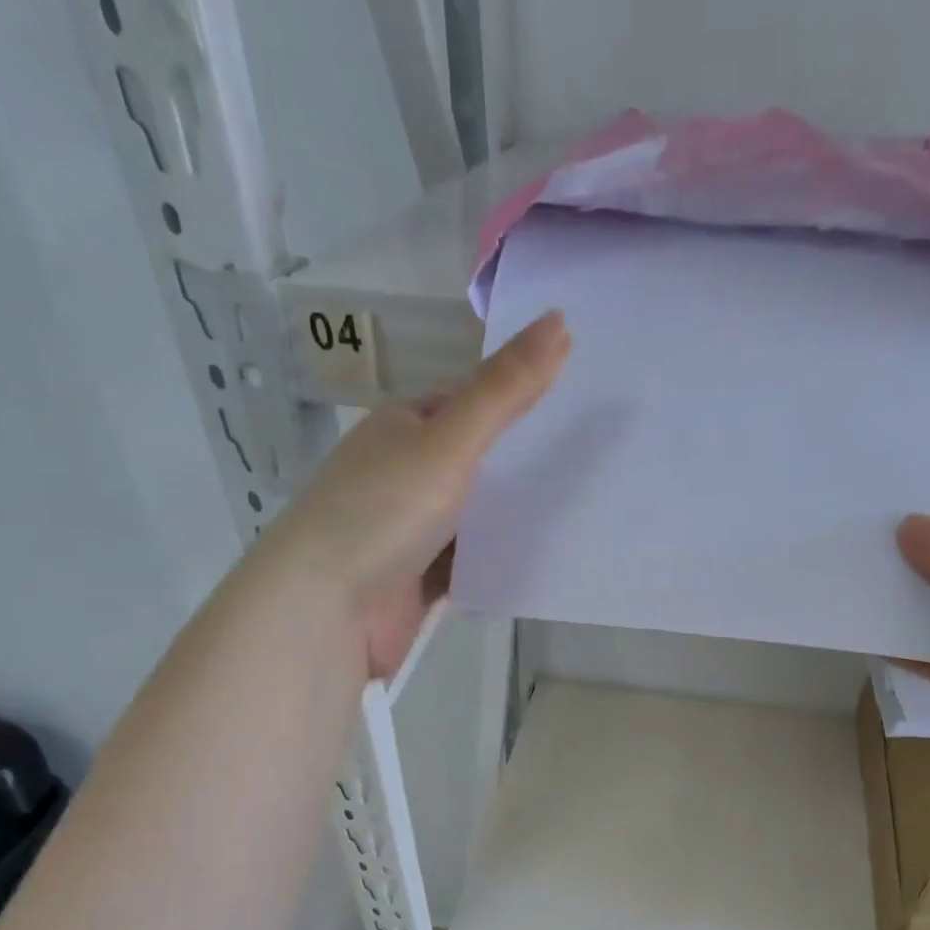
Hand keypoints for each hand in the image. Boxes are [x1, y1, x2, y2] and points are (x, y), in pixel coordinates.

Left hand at [265, 310, 569, 676]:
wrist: (330, 610)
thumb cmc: (383, 512)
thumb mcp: (449, 442)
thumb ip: (503, 392)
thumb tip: (559, 320)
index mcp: (404, 427)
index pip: (471, 400)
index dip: (521, 395)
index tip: (580, 400)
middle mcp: (406, 472)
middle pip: (480, 460)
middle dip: (527, 461)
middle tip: (598, 456)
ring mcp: (414, 530)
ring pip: (480, 516)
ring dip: (519, 515)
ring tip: (589, 505)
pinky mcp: (423, 579)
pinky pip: (475, 561)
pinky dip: (503, 559)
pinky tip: (548, 557)